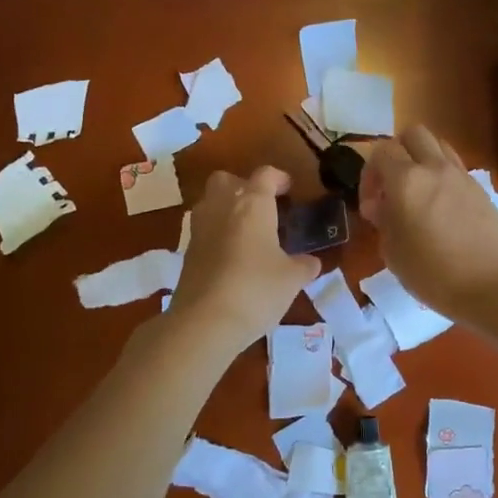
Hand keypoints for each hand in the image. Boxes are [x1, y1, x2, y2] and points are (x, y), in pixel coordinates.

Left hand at [168, 166, 318, 352]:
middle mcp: (221, 207)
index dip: (279, 178)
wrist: (204, 322)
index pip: (265, 175)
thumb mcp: (292, 279)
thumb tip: (310, 262)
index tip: (290, 190)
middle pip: (226, 180)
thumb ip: (303, 266)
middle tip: (263, 207)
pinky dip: (218, 234)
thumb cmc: (256, 290)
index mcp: (252, 204)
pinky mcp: (187, 253)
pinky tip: (233, 257)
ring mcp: (200, 229)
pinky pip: (204, 230)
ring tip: (248, 233)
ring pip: (210, 202)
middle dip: (243, 186)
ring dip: (227, 209)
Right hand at [359, 125, 497, 323]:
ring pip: (438, 145)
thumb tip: (381, 206)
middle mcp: (435, 168)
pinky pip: (456, 168)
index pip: (381, 151)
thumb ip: (383, 220)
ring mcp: (462, 177)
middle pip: (413, 134)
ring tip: (418, 192)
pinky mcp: (481, 190)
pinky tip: (440, 208)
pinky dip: (442, 176)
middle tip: (392, 185)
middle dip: (397, 152)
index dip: (369, 174)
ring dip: (422, 159)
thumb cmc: (432, 274)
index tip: (372, 205)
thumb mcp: (392, 252)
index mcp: (407, 181)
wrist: (491, 287)